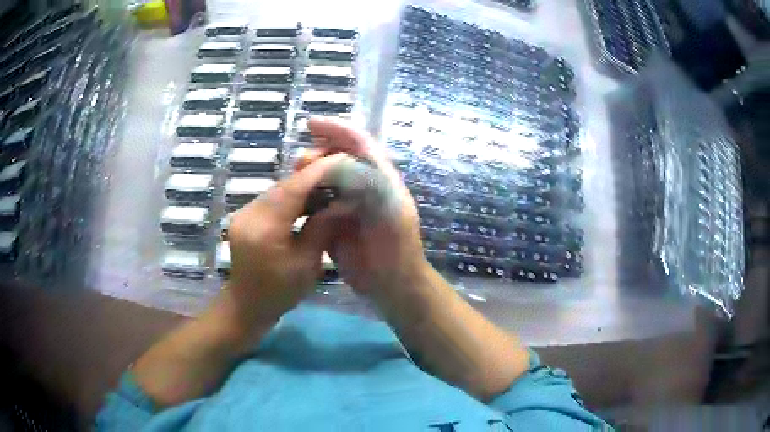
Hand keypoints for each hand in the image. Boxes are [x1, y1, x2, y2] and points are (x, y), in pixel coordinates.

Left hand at [227, 153, 347, 325]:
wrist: (247, 304)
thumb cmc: (280, 293)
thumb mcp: (307, 264)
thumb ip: (322, 228)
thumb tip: (344, 200)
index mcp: (264, 230)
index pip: (294, 191)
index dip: (318, 172)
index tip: (342, 159)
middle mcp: (249, 214)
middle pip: (284, 186)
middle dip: (312, 175)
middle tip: (340, 170)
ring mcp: (244, 213)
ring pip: (278, 190)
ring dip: (303, 185)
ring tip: (328, 183)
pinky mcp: (245, 215)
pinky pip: (272, 198)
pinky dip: (291, 196)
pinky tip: (308, 198)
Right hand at [304, 118, 430, 304]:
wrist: (392, 284)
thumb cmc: (397, 248)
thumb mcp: (390, 211)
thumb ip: (371, 184)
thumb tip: (338, 163)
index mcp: (381, 178)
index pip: (359, 143)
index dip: (337, 130)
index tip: (311, 125)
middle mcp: (364, 185)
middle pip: (338, 157)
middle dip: (319, 153)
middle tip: (300, 162)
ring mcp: (348, 204)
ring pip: (325, 179)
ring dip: (309, 174)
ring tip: (294, 178)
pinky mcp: (334, 223)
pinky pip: (317, 203)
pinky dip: (305, 197)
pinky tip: (295, 199)